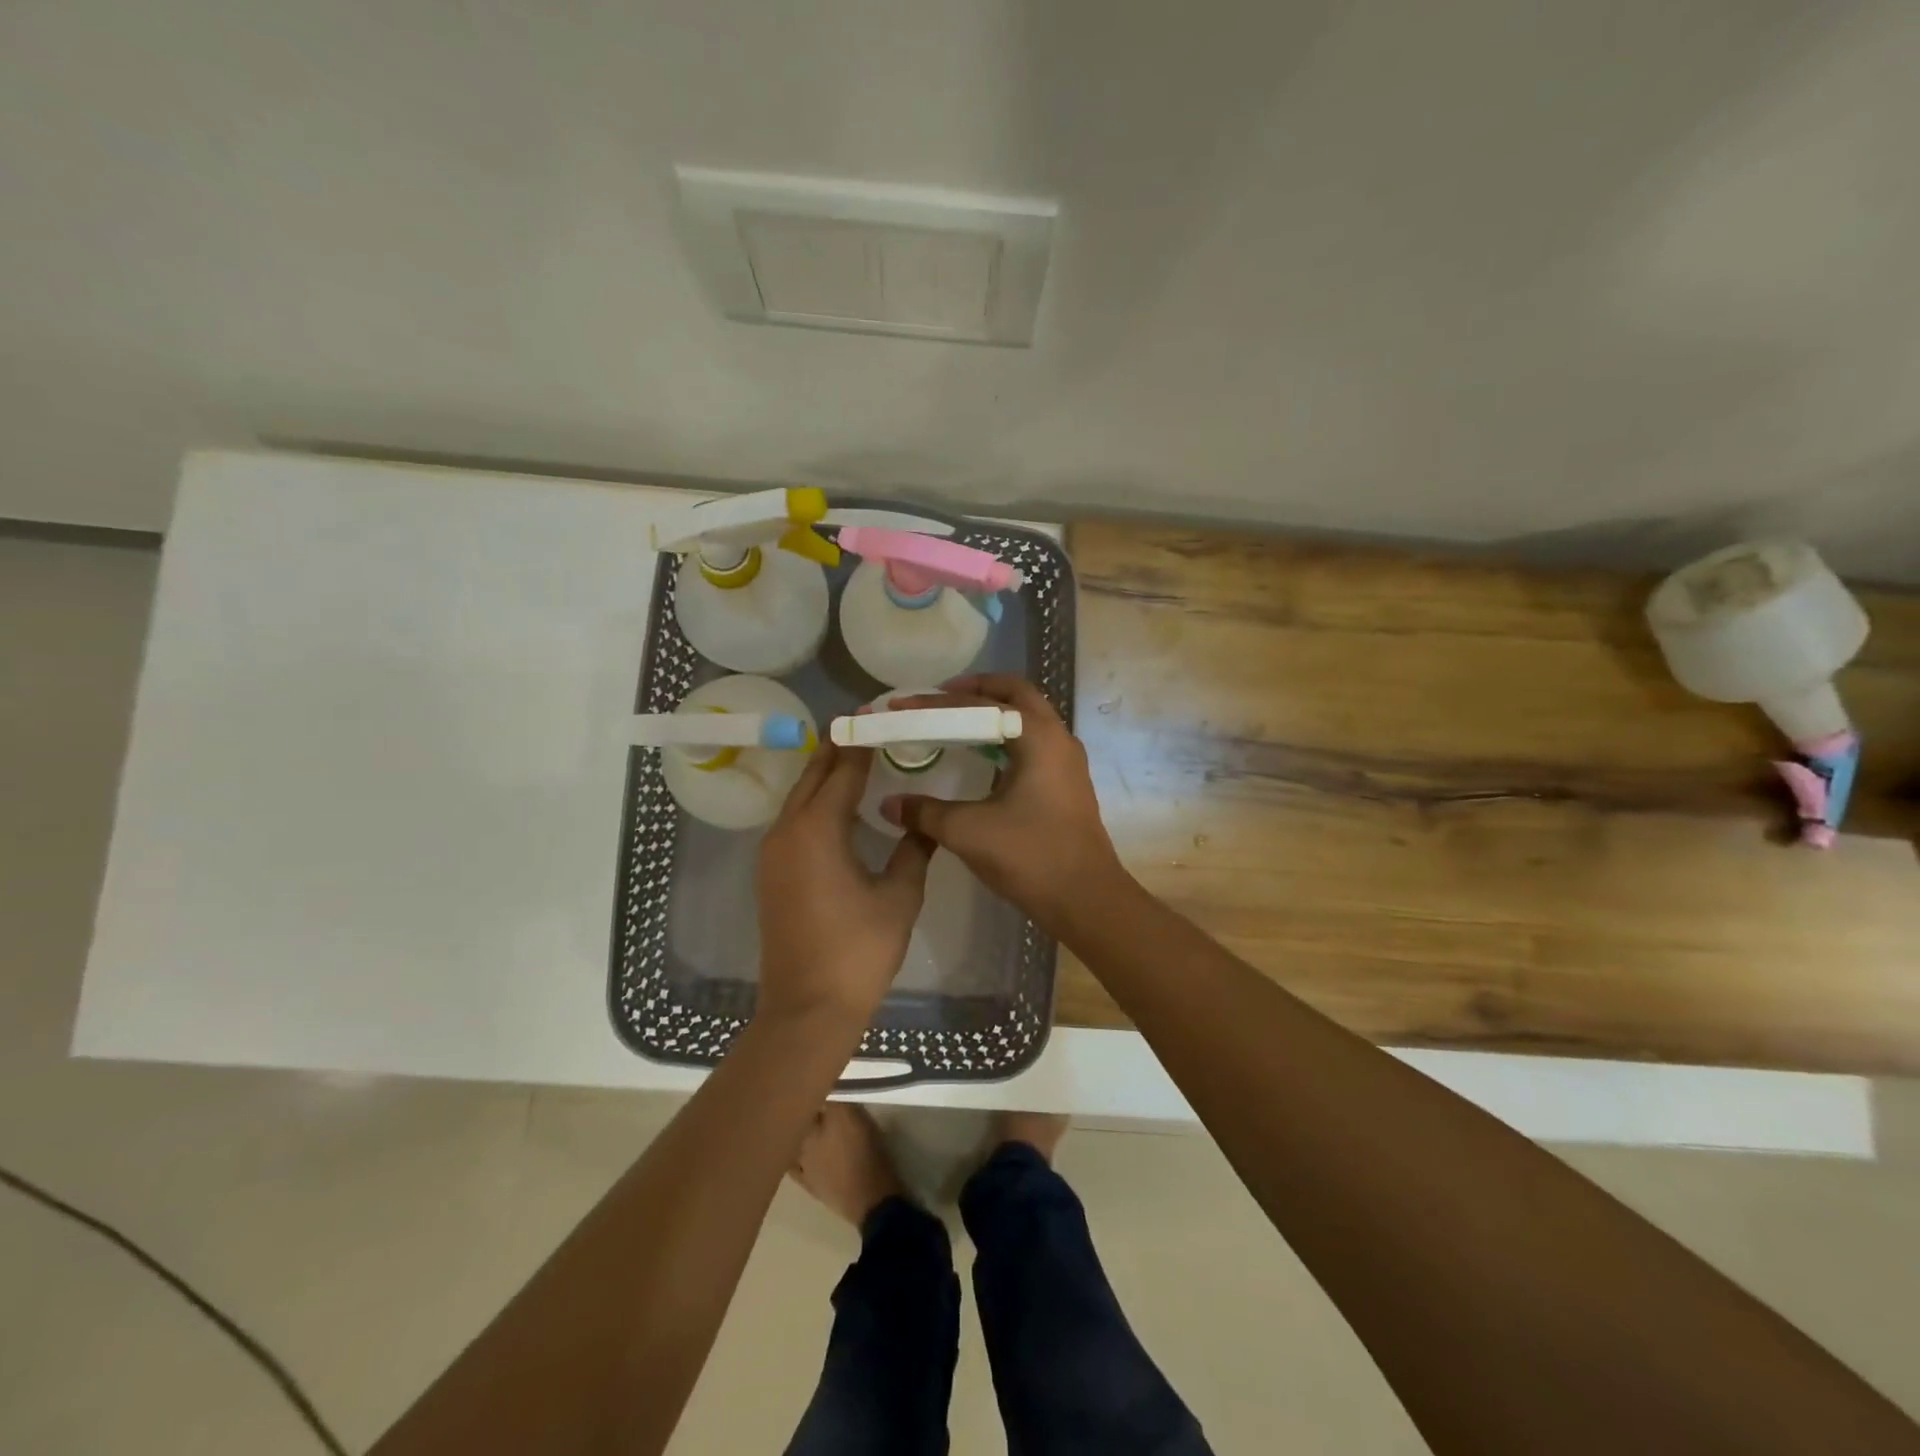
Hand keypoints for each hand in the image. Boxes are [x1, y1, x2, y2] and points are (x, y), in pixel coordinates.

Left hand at [756, 741, 933, 1029]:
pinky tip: (842, 807)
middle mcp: (788, 830)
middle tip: (870, 724)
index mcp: (818, 828)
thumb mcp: (899, 896)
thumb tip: (924, 823)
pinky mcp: (771, 872)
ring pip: (800, 797)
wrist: (807, 1008)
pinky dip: (816, 802)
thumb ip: (913, 850)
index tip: (879, 712)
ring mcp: (773, 852)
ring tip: (860, 757)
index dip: (862, 740)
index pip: (843, 769)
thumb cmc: (859, 950)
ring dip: (826, 775)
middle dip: (839, 748)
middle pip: (813, 775)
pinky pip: (794, 820)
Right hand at [882, 675, 1127, 932]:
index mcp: (1037, 737)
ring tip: (957, 722)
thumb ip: (925, 812)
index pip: (981, 705)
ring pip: (1029, 718)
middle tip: (939, 697)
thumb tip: (889, 804)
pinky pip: (1034, 743)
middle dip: (977, 689)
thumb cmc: (1030, 856)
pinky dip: (1006, 738)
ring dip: (994, 713)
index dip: (937, 703)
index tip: (904, 704)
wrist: (1086, 900)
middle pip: (1016, 694)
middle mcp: (1058, 739)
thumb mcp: (968, 831)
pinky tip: (981, 759)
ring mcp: (1067, 762)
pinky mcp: (1067, 784)